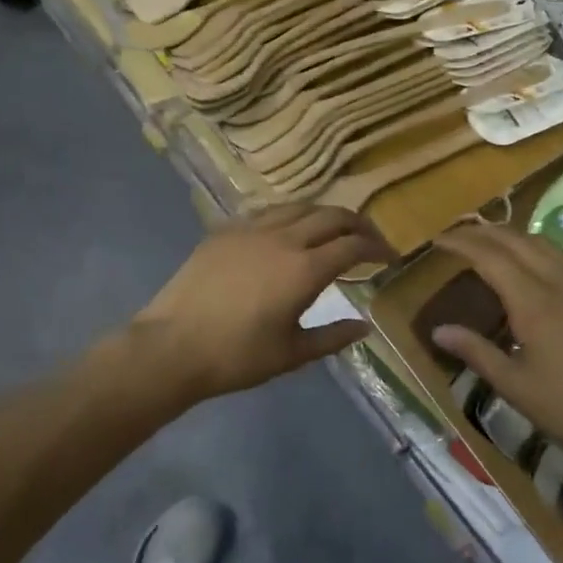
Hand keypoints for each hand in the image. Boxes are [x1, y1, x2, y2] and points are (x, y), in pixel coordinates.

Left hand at [134, 205, 394, 398]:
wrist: (172, 345)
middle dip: (358, 224)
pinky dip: (290, 216)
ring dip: (324, 214)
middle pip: (331, 216)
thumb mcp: (292, 354)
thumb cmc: (236, 356)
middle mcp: (283, 239)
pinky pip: (268, 212)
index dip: (377, 248)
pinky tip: (289, 231)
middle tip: (370, 239)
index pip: (353, 245)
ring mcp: (252, 229)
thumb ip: (333, 337)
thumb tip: (365, 325)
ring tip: (334, 229)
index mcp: (304, 269)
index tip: (390, 257)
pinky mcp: (226, 230)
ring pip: (299, 206)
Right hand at [431, 224, 562, 468]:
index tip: (438, 241)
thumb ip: (477, 352)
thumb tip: (439, 331)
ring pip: (543, 243)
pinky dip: (536, 249)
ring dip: (511, 235)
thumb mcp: (517, 387)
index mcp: (535, 302)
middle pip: (516, 239)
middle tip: (457, 235)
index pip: (490, 256)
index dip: (461, 243)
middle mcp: (560, 281)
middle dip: (483, 231)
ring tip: (490, 243)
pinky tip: (532, 267)